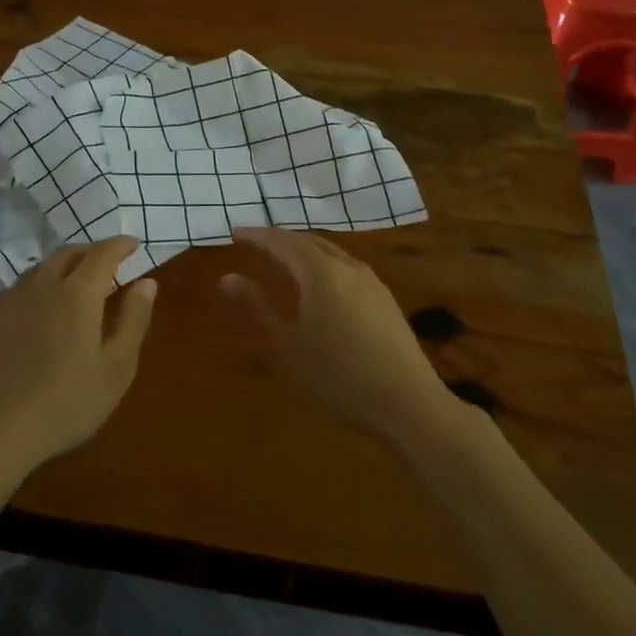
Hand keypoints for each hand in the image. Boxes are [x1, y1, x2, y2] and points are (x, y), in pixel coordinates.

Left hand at [0, 236, 157, 484]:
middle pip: (68, 254)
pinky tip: (40, 311)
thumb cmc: (65, 404)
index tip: (133, 245)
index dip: (120, 245)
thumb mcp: (116, 368)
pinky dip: (39, 287)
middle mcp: (41, 285)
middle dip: (91, 253)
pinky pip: (19, 289)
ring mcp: (9, 301)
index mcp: (77, 293)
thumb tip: (146, 282)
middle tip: (108, 265)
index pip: (103, 254)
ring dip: (63, 268)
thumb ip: (133, 320)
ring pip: (40, 269)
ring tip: (76, 286)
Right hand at [220, 227, 452, 445]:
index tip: (236, 232)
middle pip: (310, 242)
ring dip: (306, 251)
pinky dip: (325, 265)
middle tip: (257, 242)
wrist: (408, 403)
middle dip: (281, 239)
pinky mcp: (386, 301)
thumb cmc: (338, 376)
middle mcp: (349, 268)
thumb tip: (227, 278)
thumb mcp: (289, 345)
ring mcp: (373, 283)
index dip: (258, 236)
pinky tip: (322, 285)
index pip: (283, 242)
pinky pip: (348, 269)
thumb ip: (257, 307)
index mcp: (321, 273)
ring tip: (286, 260)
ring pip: (333, 253)